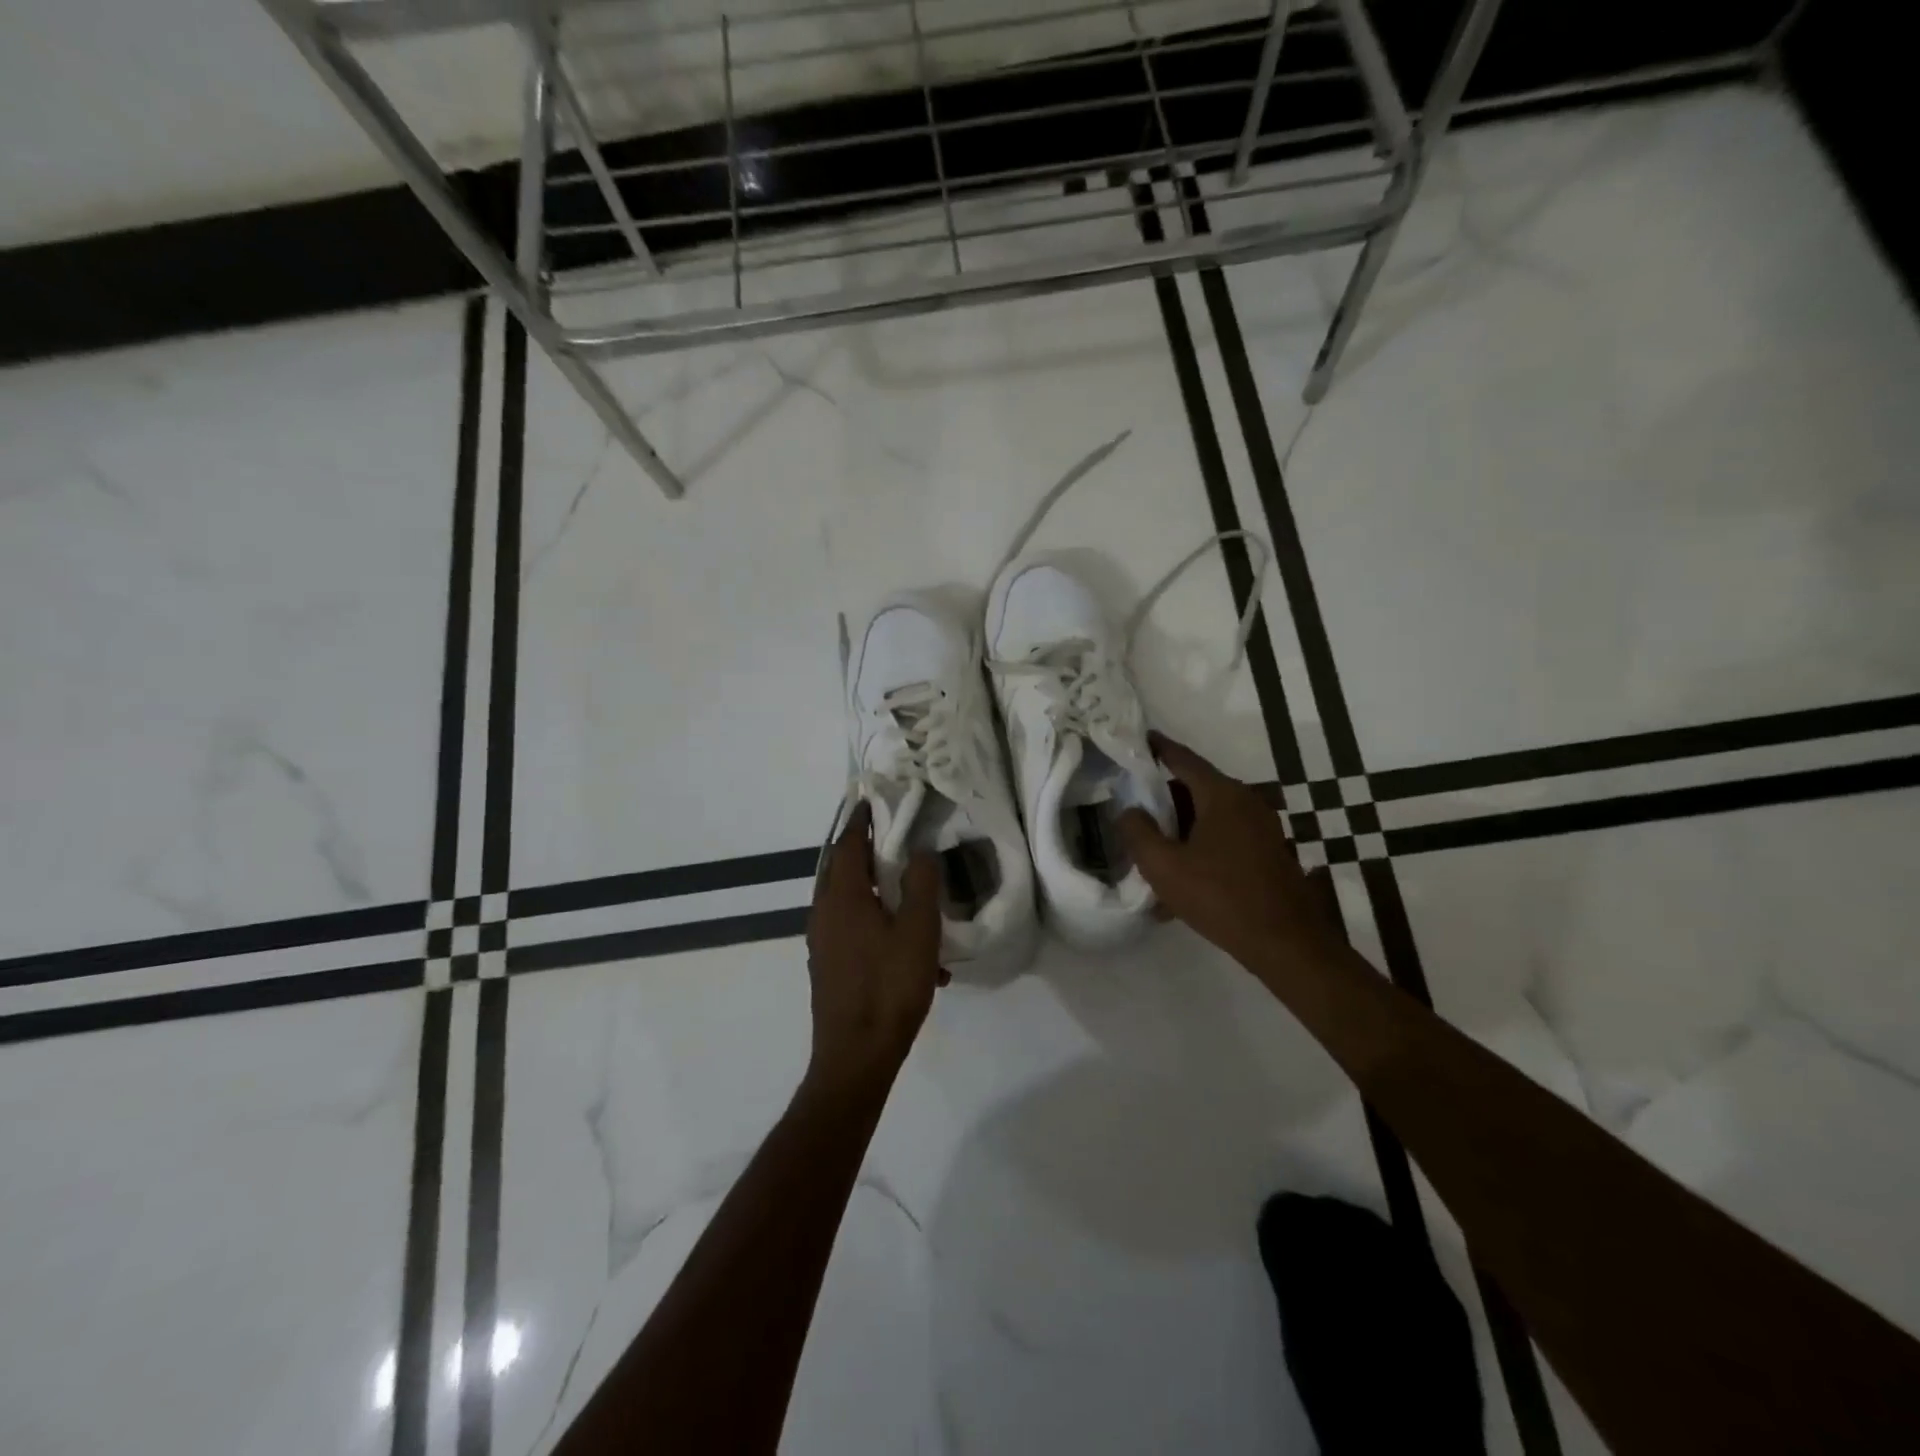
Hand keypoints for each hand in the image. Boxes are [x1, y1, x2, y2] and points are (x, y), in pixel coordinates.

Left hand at [804, 801, 948, 1094]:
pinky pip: (852, 930)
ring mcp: (823, 943)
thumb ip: (920, 885)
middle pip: (842, 870)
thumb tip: (920, 851)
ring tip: (909, 893)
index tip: (873, 800)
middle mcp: (824, 914)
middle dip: (866, 852)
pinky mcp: (829, 967)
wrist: (856, 1057)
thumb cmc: (889, 987)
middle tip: (895, 838)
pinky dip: (876, 924)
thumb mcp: (917, 931)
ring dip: (874, 891)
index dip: (861, 821)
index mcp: (841, 898)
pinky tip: (911, 951)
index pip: (847, 845)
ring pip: (848, 902)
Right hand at [1118, 733, 1337, 971]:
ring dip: (1181, 828)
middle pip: (1196, 788)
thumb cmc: (1220, 897)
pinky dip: (1200, 846)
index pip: (1183, 759)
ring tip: (1153, 850)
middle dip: (1164, 797)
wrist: (1286, 943)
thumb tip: (1129, 810)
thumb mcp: (1164, 867)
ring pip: (1210, 816)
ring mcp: (1262, 828)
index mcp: (1222, 795)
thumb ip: (1138, 833)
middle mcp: (1246, 802)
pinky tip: (1182, 879)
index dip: (1158, 748)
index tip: (1138, 739)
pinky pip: (1225, 838)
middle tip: (1134, 808)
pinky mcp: (1268, 853)